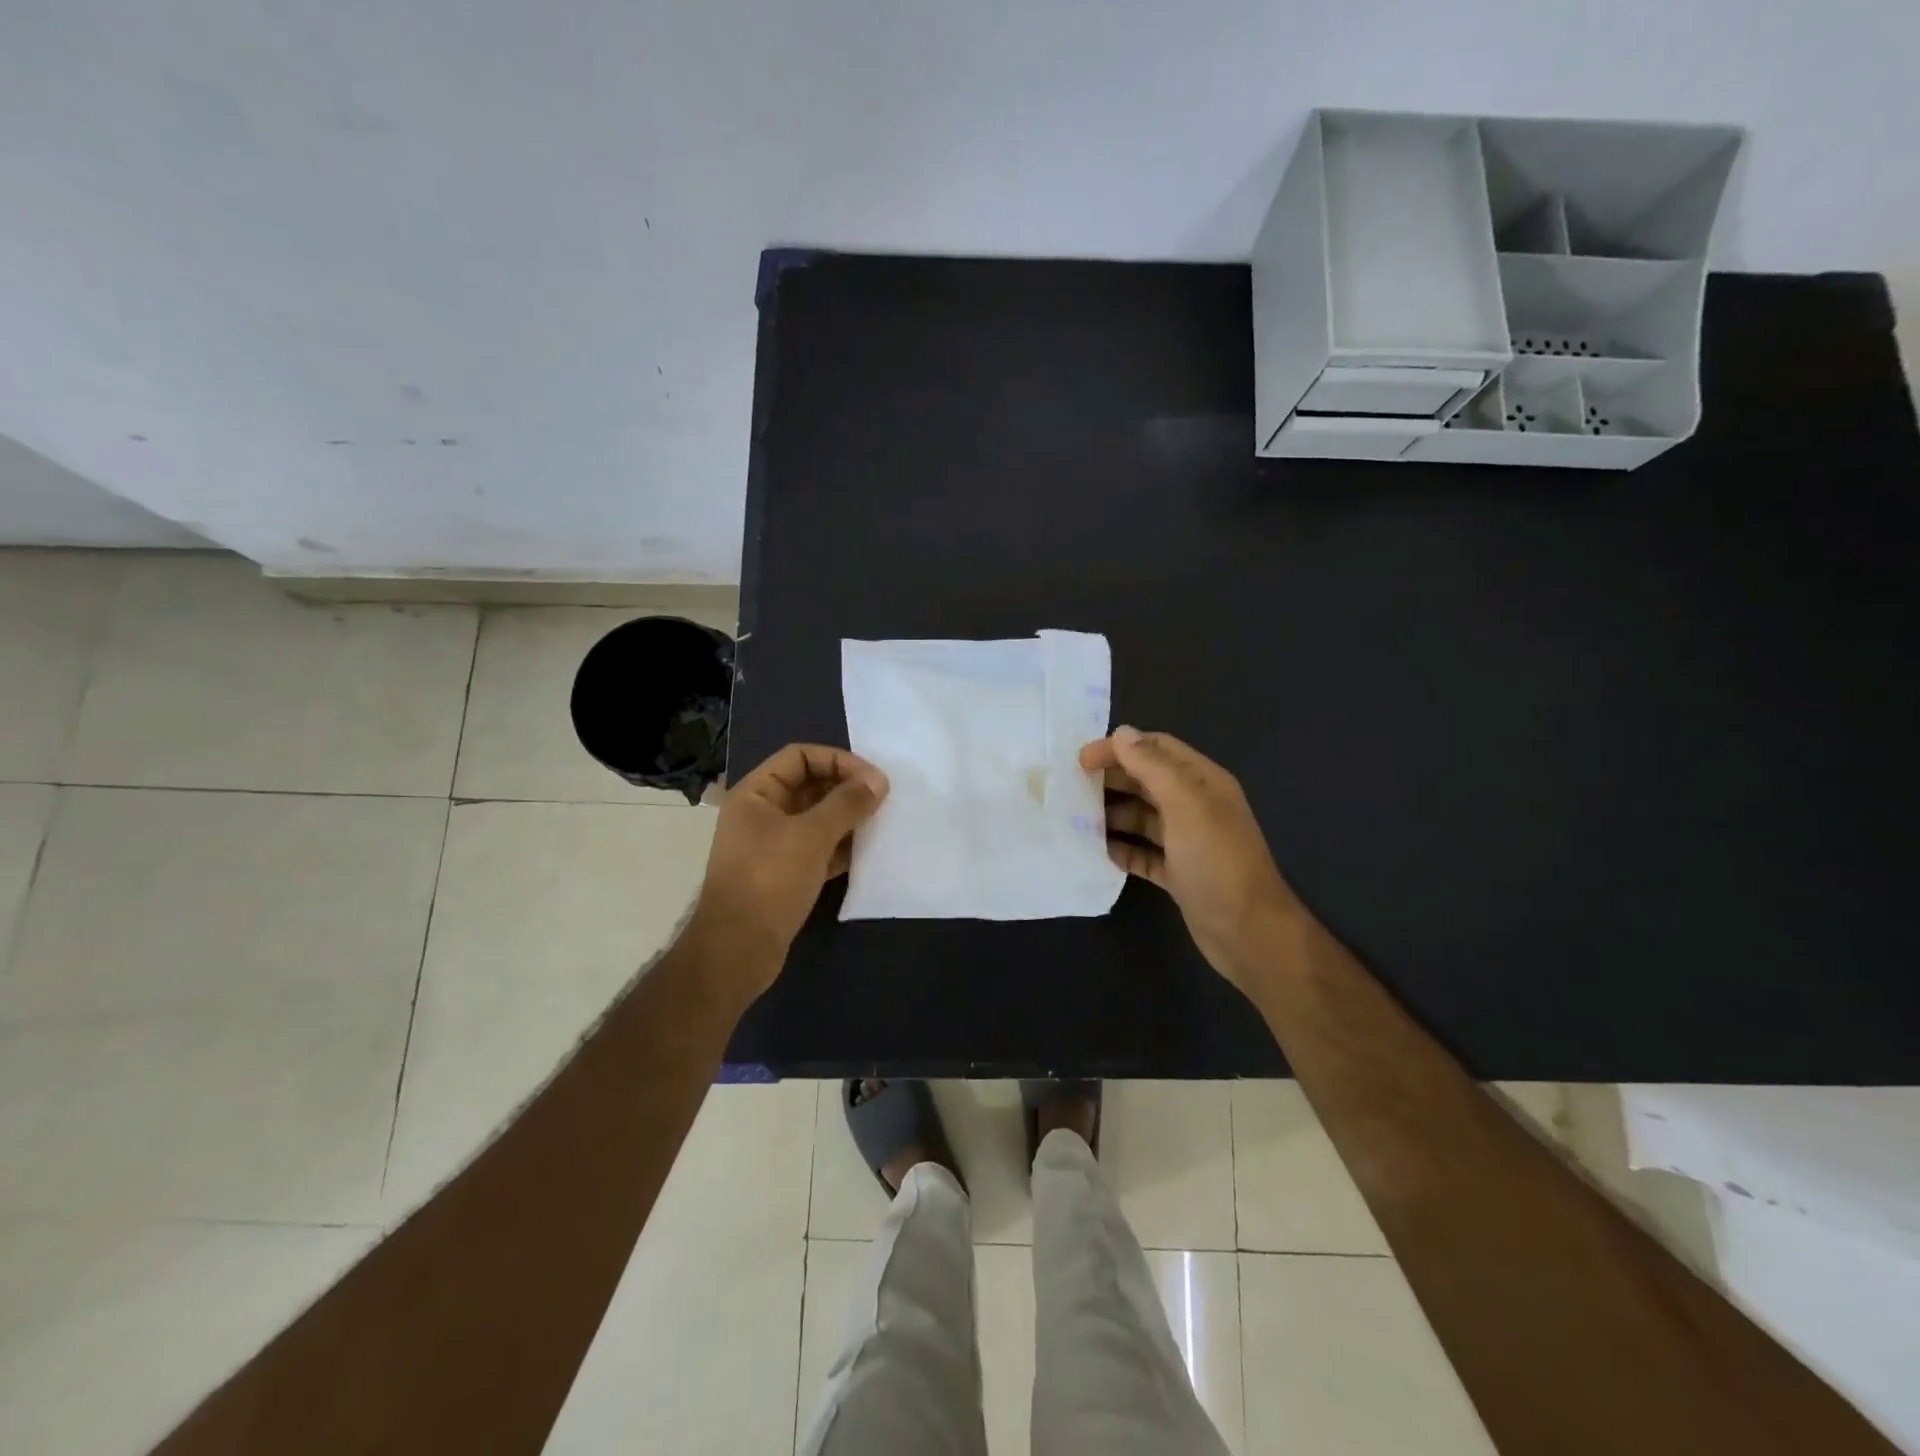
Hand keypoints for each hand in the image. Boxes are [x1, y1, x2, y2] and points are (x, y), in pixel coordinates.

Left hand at [694, 744, 887, 988]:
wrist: (738, 950)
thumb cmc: (769, 880)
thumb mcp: (811, 836)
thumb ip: (846, 804)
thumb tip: (878, 780)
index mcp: (756, 794)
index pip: (800, 757)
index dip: (837, 760)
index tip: (872, 778)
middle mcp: (762, 814)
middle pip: (810, 786)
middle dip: (846, 789)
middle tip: (883, 799)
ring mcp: (773, 846)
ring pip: (817, 819)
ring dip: (847, 818)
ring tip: (880, 822)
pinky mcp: (785, 874)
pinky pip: (819, 848)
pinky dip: (841, 846)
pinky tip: (867, 852)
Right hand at [1080, 726, 1298, 991]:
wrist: (1248, 931)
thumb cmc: (1217, 861)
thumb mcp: (1185, 805)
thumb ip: (1152, 766)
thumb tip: (1121, 733)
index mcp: (1203, 782)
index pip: (1157, 748)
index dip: (1120, 748)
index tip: (1082, 759)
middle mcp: (1196, 806)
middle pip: (1147, 781)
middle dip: (1112, 780)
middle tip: (1072, 788)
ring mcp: (1187, 842)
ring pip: (1143, 818)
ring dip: (1113, 815)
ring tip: (1077, 820)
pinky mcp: (1178, 873)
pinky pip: (1144, 854)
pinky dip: (1122, 850)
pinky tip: (1098, 852)